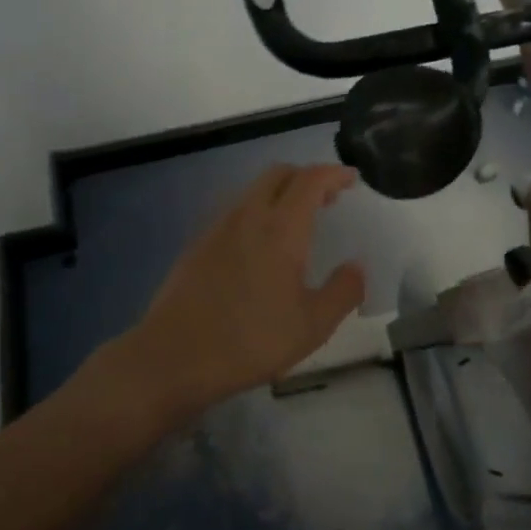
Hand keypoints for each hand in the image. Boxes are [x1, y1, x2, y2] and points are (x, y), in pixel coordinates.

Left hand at [97, 165, 365, 427]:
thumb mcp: (312, 326)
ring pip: (253, 190)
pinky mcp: (198, 243)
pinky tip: (261, 244)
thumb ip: (343, 291)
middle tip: (328, 199)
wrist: (174, 356)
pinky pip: (235, 210)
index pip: (310, 180)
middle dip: (306, 176)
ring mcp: (217, 227)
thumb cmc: (250, 340)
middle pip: (278, 174)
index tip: (351, 178)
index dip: (334, 173)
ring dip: (280, 192)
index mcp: (280, 228)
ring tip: (297, 221)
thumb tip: (356, 266)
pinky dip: (257, 211)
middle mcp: (248, 215)